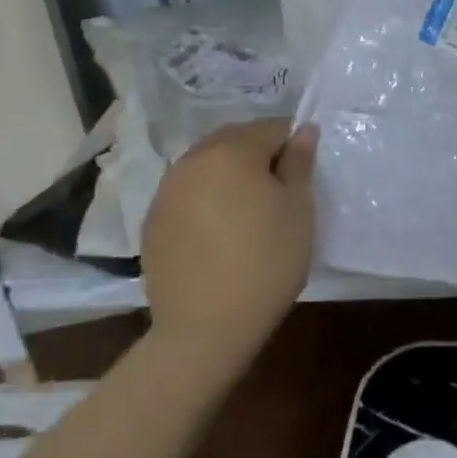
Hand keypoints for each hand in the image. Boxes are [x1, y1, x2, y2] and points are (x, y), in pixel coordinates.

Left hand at [139, 118, 317, 367]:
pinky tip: (218, 231)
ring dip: (228, 174)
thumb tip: (304, 130)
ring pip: (206, 165)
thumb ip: (299, 163)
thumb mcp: (298, 209)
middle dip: (257, 154)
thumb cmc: (266, 262)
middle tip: (278, 190)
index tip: (302, 176)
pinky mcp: (152, 221)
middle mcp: (193, 160)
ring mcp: (166, 191)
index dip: (292, 146)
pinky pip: (186, 193)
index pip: (271, 129)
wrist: (205, 328)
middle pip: (233, 140)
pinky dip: (205, 198)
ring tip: (247, 210)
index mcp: (232, 151)